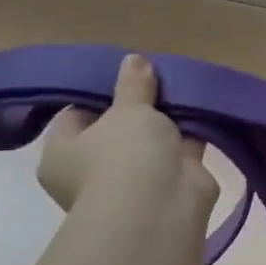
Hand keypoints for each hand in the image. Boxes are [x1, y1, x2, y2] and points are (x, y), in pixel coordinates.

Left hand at [37, 53, 218, 217]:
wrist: (161, 205)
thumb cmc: (125, 154)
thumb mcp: (128, 109)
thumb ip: (133, 84)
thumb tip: (134, 59)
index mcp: (61, 153)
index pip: (75, 116)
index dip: (100, 95)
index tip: (125, 78)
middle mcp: (90, 171)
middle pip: (114, 130)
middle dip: (138, 110)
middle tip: (157, 82)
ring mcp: (130, 181)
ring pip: (149, 143)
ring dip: (166, 124)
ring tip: (184, 91)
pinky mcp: (167, 185)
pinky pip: (177, 153)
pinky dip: (189, 137)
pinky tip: (203, 112)